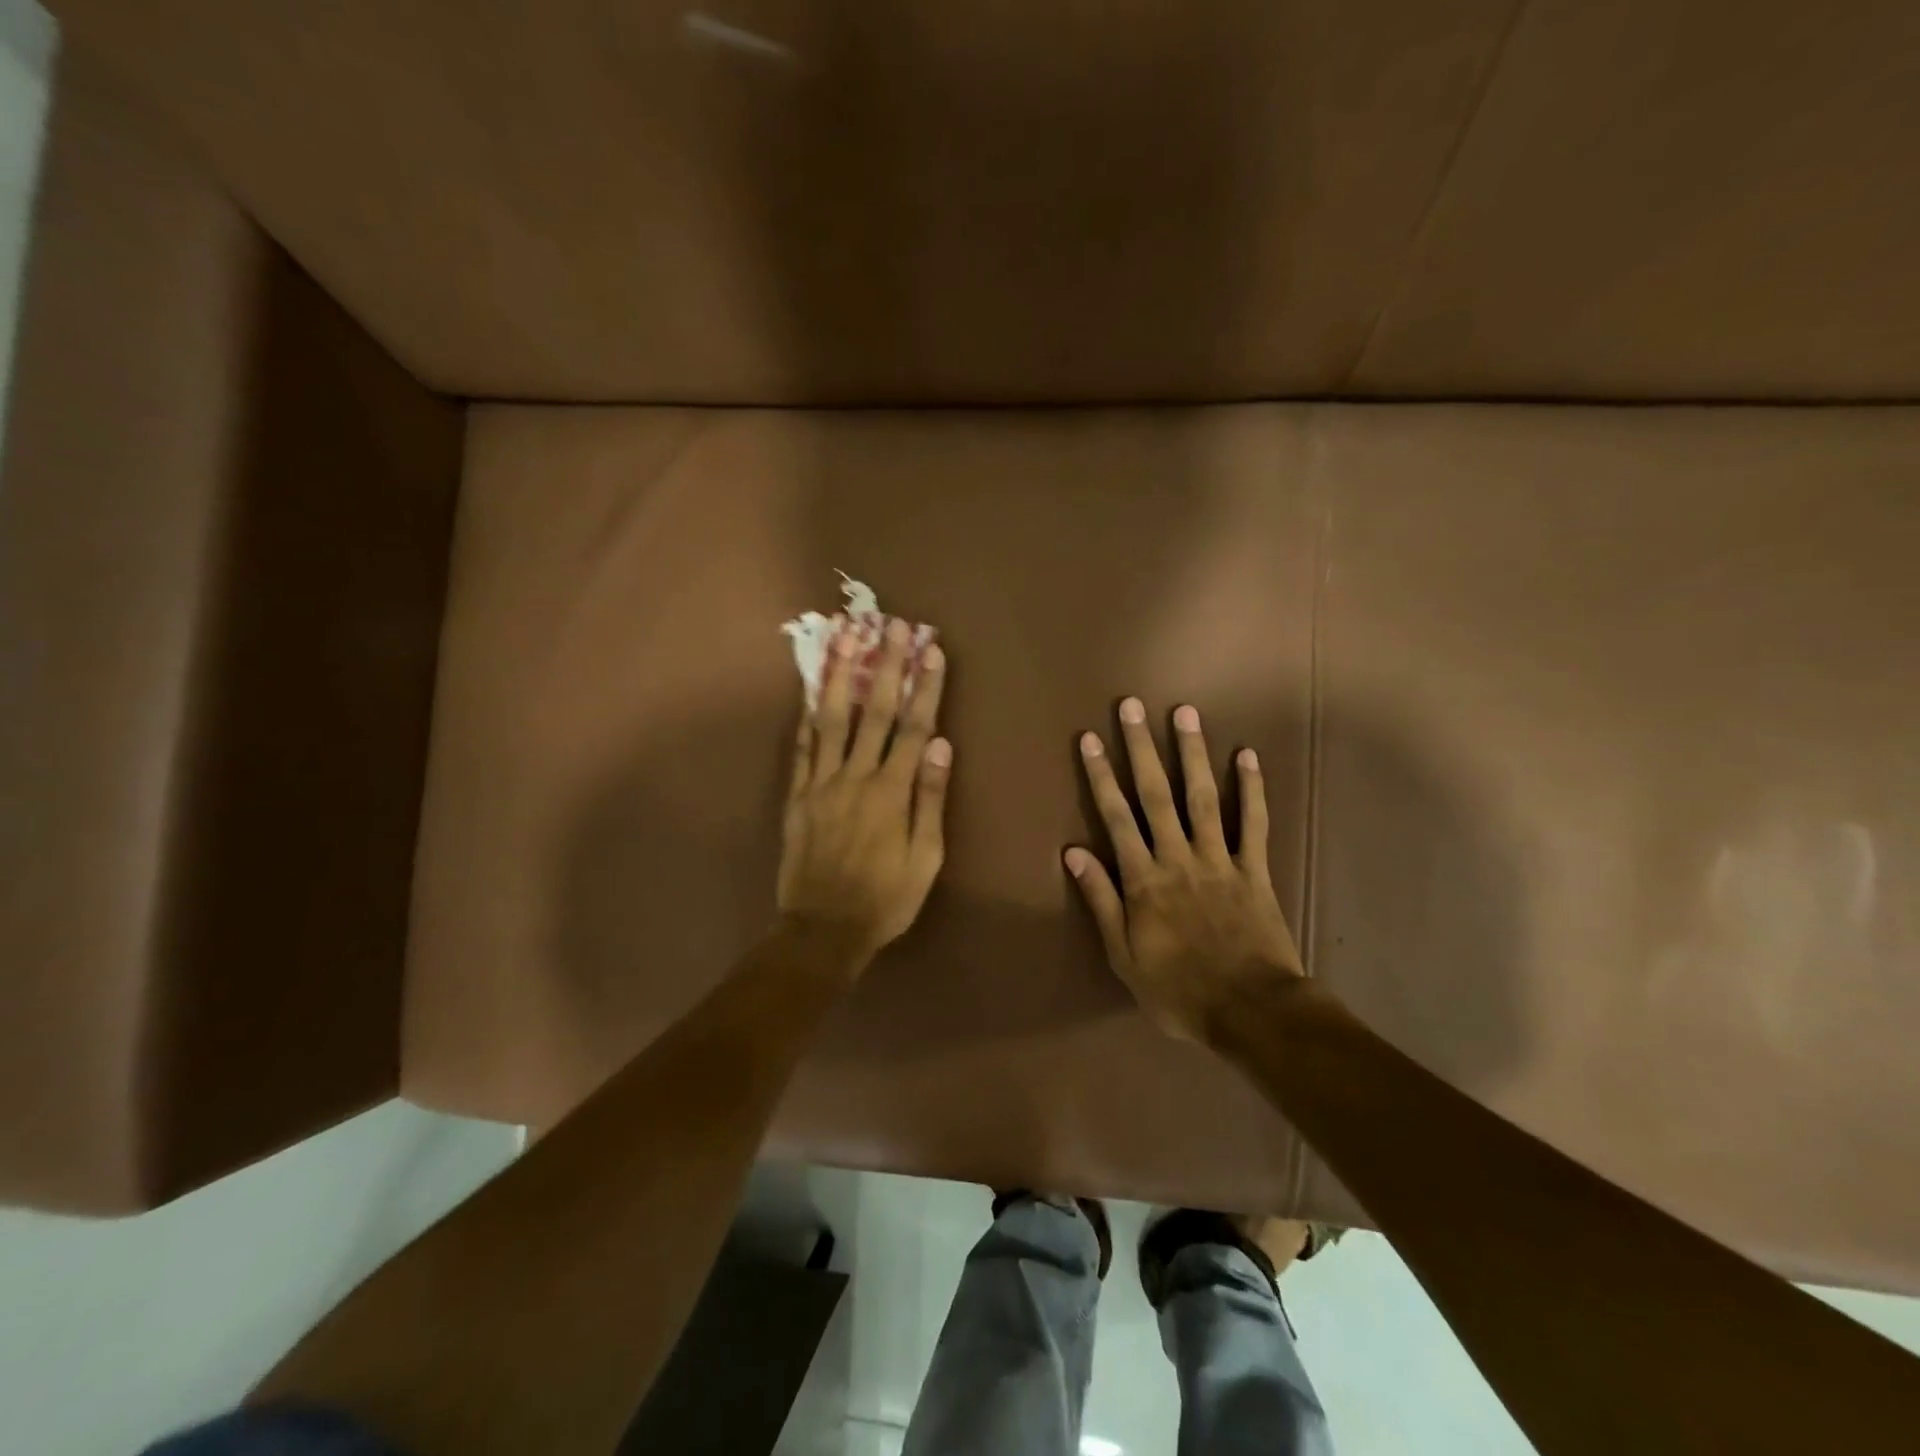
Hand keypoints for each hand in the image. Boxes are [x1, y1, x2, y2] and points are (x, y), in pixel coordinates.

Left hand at [778, 618, 950, 966]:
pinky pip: (802, 747)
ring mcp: (821, 783)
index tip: (931, 649)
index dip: (925, 686)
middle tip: (892, 624)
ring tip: (845, 636)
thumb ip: (931, 799)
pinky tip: (811, 688)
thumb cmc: (886, 898)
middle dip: (886, 664)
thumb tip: (943, 745)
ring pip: (831, 718)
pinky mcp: (797, 795)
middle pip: (874, 711)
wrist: (822, 930)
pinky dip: (807, 715)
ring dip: (839, 674)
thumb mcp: (925, 858)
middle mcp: (856, 777)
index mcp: (892, 792)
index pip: (914, 727)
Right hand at [1066, 698, 1302, 1041]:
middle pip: (1156, 794)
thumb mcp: (1124, 955)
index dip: (1101, 775)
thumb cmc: (1178, 990)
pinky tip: (1247, 756)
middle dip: (1141, 748)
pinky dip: (1252, 788)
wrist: (1251, 1013)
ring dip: (1192, 753)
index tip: (1090, 739)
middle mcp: (1178, 857)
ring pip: (1203, 797)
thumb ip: (1100, 900)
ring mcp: (1220, 860)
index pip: (1116, 817)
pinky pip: (1254, 823)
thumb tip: (1073, 851)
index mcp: (1143, 879)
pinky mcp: (1255, 870)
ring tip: (1184, 713)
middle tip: (1132, 706)